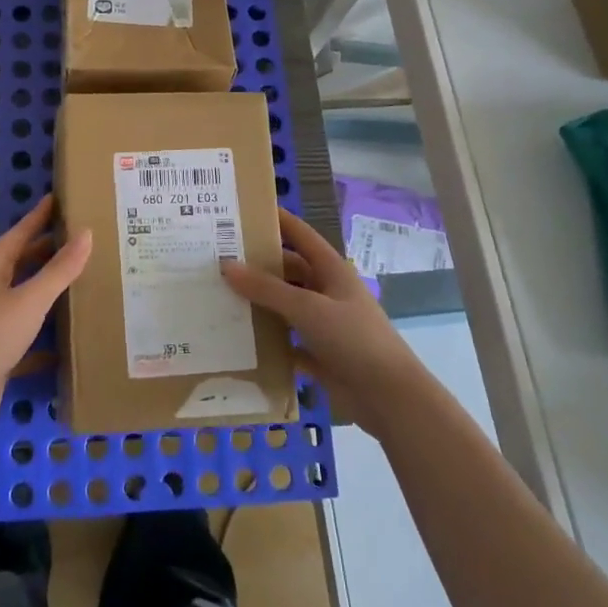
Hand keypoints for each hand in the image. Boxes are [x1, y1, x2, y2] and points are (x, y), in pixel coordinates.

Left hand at [0, 195, 92, 429]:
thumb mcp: (30, 300)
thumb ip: (60, 269)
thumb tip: (86, 233)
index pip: (19, 234)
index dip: (39, 217)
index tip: (57, 200)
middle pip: (20, 263)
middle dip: (46, 251)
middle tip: (78, 239)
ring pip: (22, 297)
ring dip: (46, 290)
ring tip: (79, 281)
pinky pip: (24, 332)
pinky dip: (43, 332)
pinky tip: (66, 339)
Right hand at [220, 207, 427, 438]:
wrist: (390, 398)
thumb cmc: (353, 339)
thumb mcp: (307, 308)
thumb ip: (266, 288)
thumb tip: (226, 265)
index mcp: (331, 270)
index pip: (300, 234)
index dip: (276, 219)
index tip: (243, 209)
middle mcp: (327, 292)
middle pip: (288, 270)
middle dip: (257, 265)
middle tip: (217, 258)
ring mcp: (323, 325)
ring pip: (284, 306)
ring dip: (258, 303)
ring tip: (218, 295)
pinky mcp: (318, 355)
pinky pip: (285, 342)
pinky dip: (266, 341)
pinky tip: (236, 338)